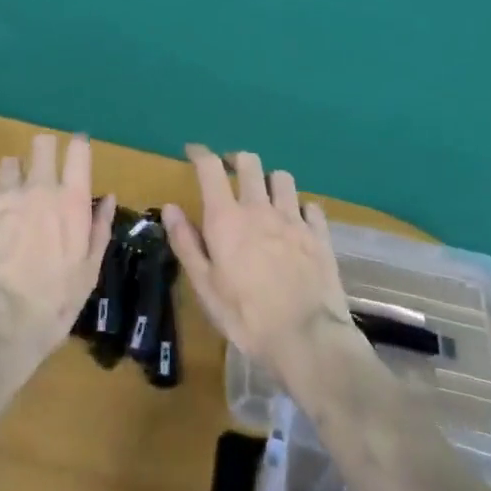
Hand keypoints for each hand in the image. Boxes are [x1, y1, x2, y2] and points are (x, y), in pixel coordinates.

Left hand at [0, 134, 115, 358]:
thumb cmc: (52, 306)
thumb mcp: (88, 274)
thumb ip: (99, 230)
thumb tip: (108, 197)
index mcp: (71, 201)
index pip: (79, 150)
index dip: (77, 146)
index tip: (75, 151)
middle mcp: (40, 186)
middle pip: (42, 144)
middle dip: (43, 152)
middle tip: (39, 174)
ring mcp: (5, 192)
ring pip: (9, 162)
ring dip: (12, 177)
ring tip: (8, 201)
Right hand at [163, 146, 359, 392]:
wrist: (306, 339)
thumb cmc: (246, 317)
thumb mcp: (205, 287)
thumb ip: (186, 243)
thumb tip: (170, 207)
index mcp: (227, 218)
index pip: (210, 167)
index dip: (200, 153)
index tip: (192, 152)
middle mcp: (259, 207)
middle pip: (249, 162)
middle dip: (237, 160)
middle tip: (230, 172)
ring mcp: (293, 218)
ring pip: (282, 177)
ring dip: (270, 181)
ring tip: (266, 195)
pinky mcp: (319, 234)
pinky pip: (311, 206)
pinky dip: (302, 208)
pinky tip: (299, 221)